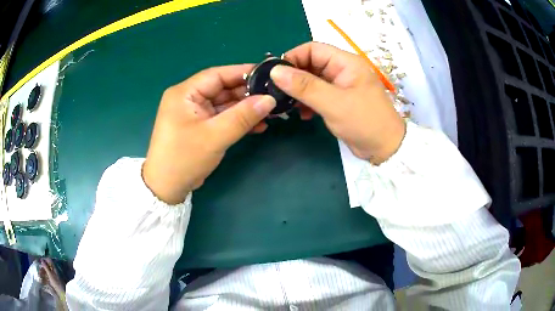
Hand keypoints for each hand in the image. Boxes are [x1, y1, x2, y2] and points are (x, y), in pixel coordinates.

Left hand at [143, 65, 275, 203]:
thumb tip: (269, 99)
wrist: (167, 188)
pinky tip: (258, 126)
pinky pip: (222, 118)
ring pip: (224, 104)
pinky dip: (238, 121)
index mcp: (185, 93)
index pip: (217, 75)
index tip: (269, 75)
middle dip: (248, 94)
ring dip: (246, 109)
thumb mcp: (214, 136)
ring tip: (271, 113)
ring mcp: (194, 113)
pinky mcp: (200, 126)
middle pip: (222, 89)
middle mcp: (189, 98)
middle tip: (273, 97)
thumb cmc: (184, 158)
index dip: (243, 72)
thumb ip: (243, 116)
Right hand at [271, 42, 405, 163]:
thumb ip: (305, 86)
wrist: (385, 149)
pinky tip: (303, 114)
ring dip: (298, 91)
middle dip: (293, 77)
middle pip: (310, 64)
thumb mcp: (333, 103)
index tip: (275, 74)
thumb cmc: (364, 122)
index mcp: (346, 62)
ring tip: (287, 105)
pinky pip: (317, 94)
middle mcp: (342, 70)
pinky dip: (307, 102)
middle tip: (276, 92)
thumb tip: (275, 71)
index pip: (313, 49)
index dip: (292, 58)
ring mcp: (340, 85)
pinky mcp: (338, 100)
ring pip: (312, 80)